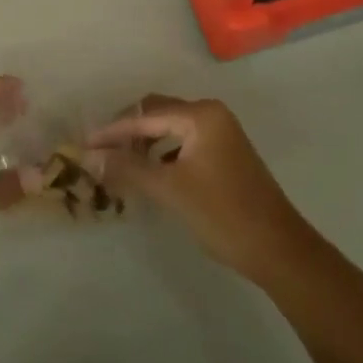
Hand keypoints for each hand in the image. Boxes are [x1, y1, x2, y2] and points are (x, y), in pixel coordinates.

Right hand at [87, 94, 314, 284]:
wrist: (278, 249)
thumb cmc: (223, 214)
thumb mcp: (170, 190)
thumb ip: (129, 168)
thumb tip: (90, 156)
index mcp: (200, 115)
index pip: (145, 116)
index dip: (113, 131)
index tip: (84, 145)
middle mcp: (211, 114)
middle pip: (158, 113)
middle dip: (128, 132)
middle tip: (101, 153)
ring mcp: (221, 133)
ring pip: (170, 127)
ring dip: (145, 142)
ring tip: (121, 164)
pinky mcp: (224, 153)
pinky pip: (183, 141)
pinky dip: (163, 152)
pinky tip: (150, 173)